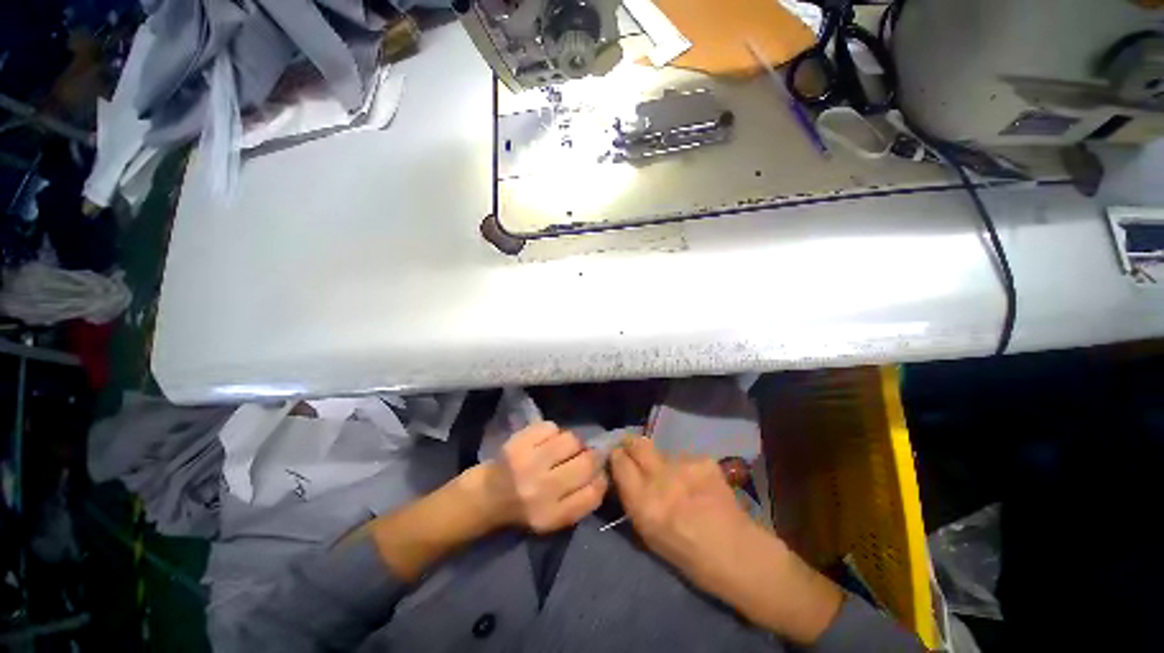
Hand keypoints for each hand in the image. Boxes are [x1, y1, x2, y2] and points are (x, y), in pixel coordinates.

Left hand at [487, 421, 607, 533]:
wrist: (486, 496)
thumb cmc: (524, 509)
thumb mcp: (553, 519)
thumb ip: (579, 501)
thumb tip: (602, 472)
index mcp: (551, 516)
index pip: (593, 494)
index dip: (601, 479)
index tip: (598, 474)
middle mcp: (541, 490)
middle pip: (586, 463)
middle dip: (592, 456)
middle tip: (585, 455)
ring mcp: (528, 463)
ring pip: (571, 440)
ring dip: (573, 443)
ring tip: (564, 448)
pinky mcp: (518, 442)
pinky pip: (551, 427)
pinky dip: (553, 432)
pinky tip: (546, 441)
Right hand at [611, 437, 842, 643]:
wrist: (739, 555)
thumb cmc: (688, 556)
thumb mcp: (648, 534)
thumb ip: (633, 500)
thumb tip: (622, 474)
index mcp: (644, 504)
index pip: (619, 461)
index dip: (617, 457)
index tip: (617, 458)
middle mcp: (661, 479)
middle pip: (636, 444)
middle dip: (631, 444)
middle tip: (633, 451)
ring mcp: (685, 467)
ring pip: (662, 452)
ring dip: (662, 461)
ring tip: (675, 479)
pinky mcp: (704, 461)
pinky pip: (684, 457)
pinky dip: (685, 468)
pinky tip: (696, 483)